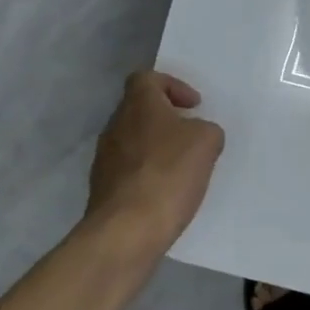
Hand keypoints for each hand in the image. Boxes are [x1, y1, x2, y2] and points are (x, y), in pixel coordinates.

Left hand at [84, 71, 224, 256]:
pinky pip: (130, 171)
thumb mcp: (207, 142)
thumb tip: (197, 135)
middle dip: (168, 120)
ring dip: (158, 149)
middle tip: (193, 136)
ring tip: (184, 168)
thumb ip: (206, 130)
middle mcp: (115, 125)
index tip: (194, 106)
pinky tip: (168, 193)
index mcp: (138, 104)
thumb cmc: (168, 174)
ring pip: (135, 141)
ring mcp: (105, 159)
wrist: (126, 230)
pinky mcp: (103, 189)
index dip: (173, 86)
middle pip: (141, 110)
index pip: (147, 78)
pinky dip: (149, 175)